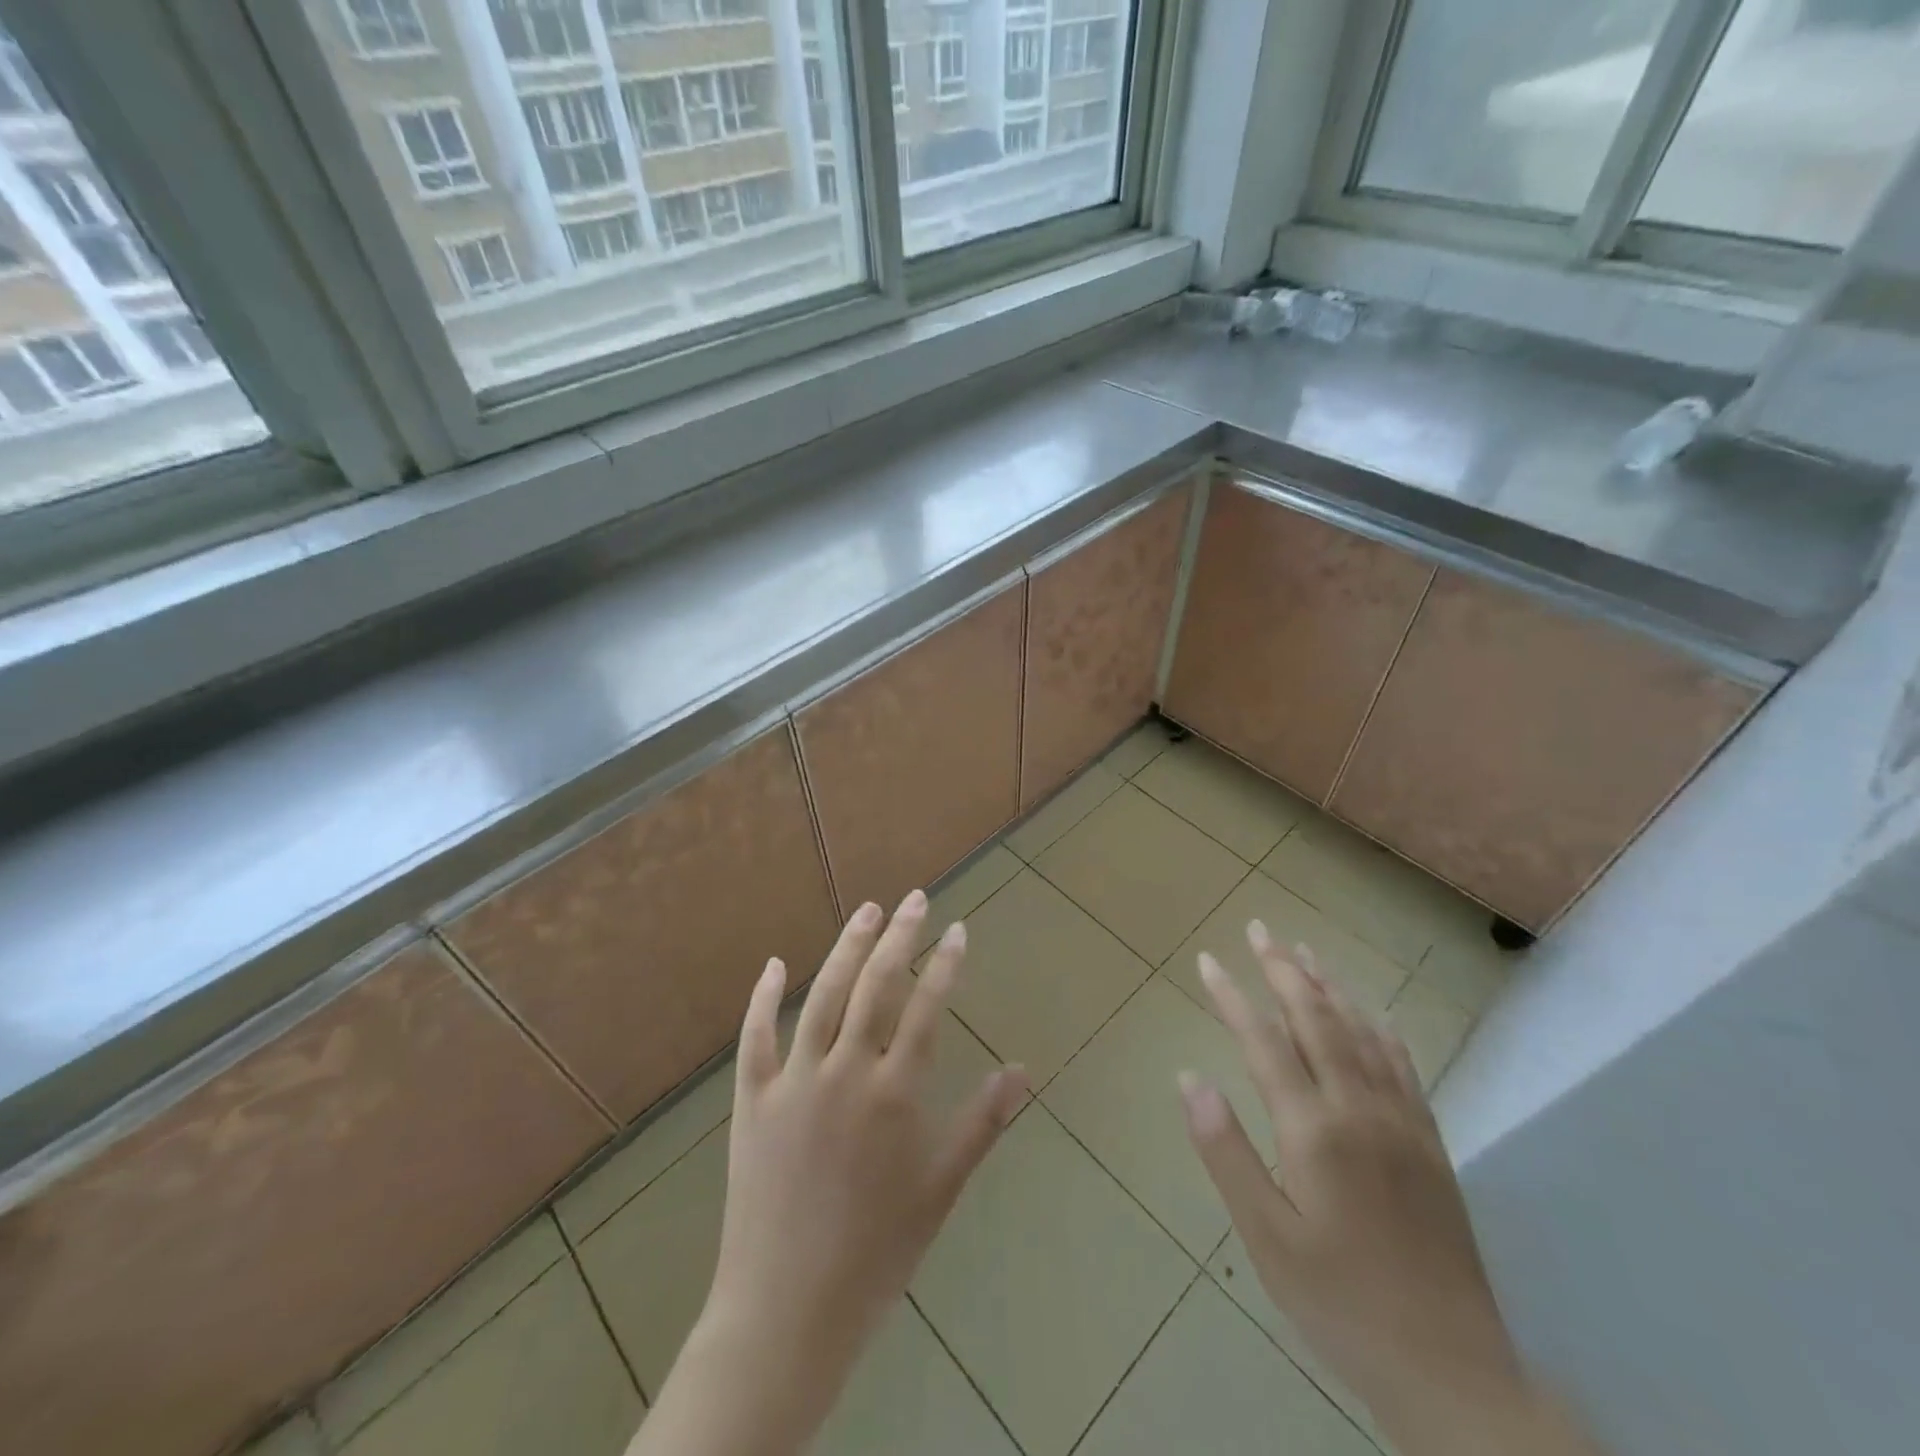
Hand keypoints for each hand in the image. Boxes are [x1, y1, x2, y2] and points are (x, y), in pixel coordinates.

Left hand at [629, 890, 1027, 1455]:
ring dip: (846, 948)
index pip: (927, 1007)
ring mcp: (794, 1081)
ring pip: (822, 995)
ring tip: (867, 911)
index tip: (958, 929)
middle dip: (900, 936)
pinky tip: (775, 965)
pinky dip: (763, 997)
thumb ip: (982, 1122)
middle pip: (877, 985)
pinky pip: (755, 1037)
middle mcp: (846, 1071)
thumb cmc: (877, 1252)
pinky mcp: (751, 1100)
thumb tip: (1023, 1070)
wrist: (788, 1312)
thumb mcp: (941, 1188)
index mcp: (895, 1092)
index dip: (945, 964)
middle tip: (916, 899)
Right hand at [1180, 923, 1601, 1455]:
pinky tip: (1372, 1012)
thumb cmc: (1340, 1303)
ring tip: (1304, 951)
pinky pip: (1403, 1065)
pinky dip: (1380, 1027)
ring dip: (1329, 986)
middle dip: (1283, 969)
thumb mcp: (1266, 1237)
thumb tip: (1188, 1077)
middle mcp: (1360, 1109)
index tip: (1206, 960)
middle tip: (1258, 929)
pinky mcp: (1430, 1143)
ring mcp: (1402, 1122)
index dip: (1232, 996)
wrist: (1453, 1372)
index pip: (1264, 1041)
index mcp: (1314, 1130)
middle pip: (1317, 1020)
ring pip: (1362, 1032)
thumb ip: (1226, 1151)